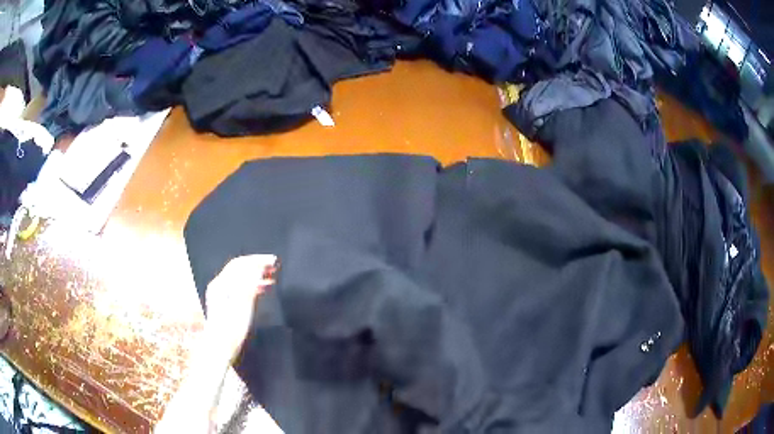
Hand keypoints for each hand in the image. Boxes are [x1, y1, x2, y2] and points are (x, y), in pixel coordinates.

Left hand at [204, 254, 276, 361]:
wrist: (220, 349)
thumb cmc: (231, 329)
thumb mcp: (242, 306)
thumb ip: (249, 284)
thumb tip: (258, 266)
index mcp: (221, 284)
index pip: (240, 263)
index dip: (257, 259)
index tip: (273, 260)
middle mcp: (219, 285)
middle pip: (239, 269)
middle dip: (257, 265)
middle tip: (274, 266)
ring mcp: (221, 295)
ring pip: (240, 278)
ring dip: (256, 274)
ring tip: (272, 276)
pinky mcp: (225, 304)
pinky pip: (240, 287)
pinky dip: (252, 285)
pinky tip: (263, 289)